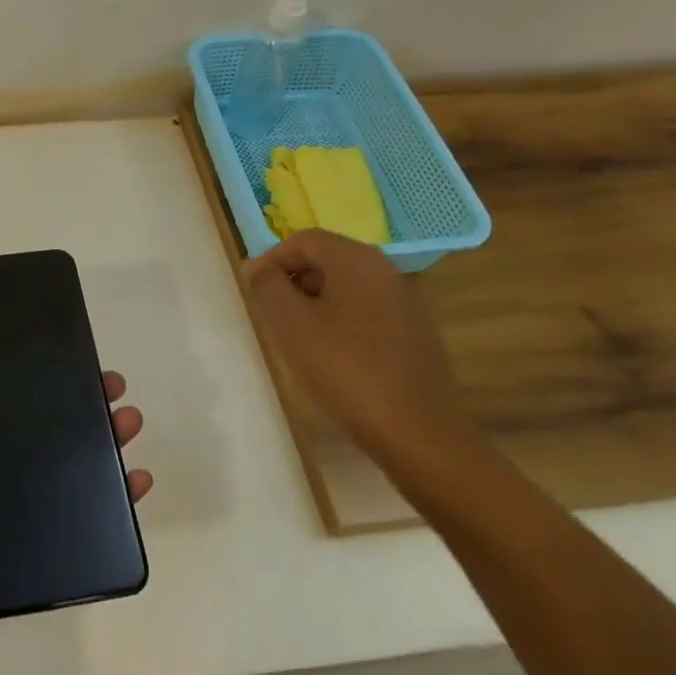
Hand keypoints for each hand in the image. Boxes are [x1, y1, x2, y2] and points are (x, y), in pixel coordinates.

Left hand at [0, 350, 151, 669]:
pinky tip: (138, 480)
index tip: (67, 358)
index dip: (33, 379)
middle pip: (41, 430)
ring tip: (131, 422)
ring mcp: (11, 509)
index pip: (1, 399)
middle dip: (78, 407)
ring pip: (66, 468)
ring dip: (101, 445)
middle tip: (114, 388)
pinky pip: (78, 517)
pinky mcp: (32, 546)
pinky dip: (111, 501)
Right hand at [241, 230, 470, 463]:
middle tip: (273, 317)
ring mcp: (406, 303)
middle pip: (327, 260)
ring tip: (299, 341)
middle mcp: (386, 271)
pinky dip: (342, 323)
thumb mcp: (290, 324)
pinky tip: (334, 359)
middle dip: (293, 282)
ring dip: (316, 304)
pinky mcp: (416, 334)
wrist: (419, 434)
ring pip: (347, 288)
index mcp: (357, 260)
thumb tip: (256, 265)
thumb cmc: (346, 370)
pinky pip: (367, 312)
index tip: (255, 293)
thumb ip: (267, 286)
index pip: (304, 239)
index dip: (272, 259)